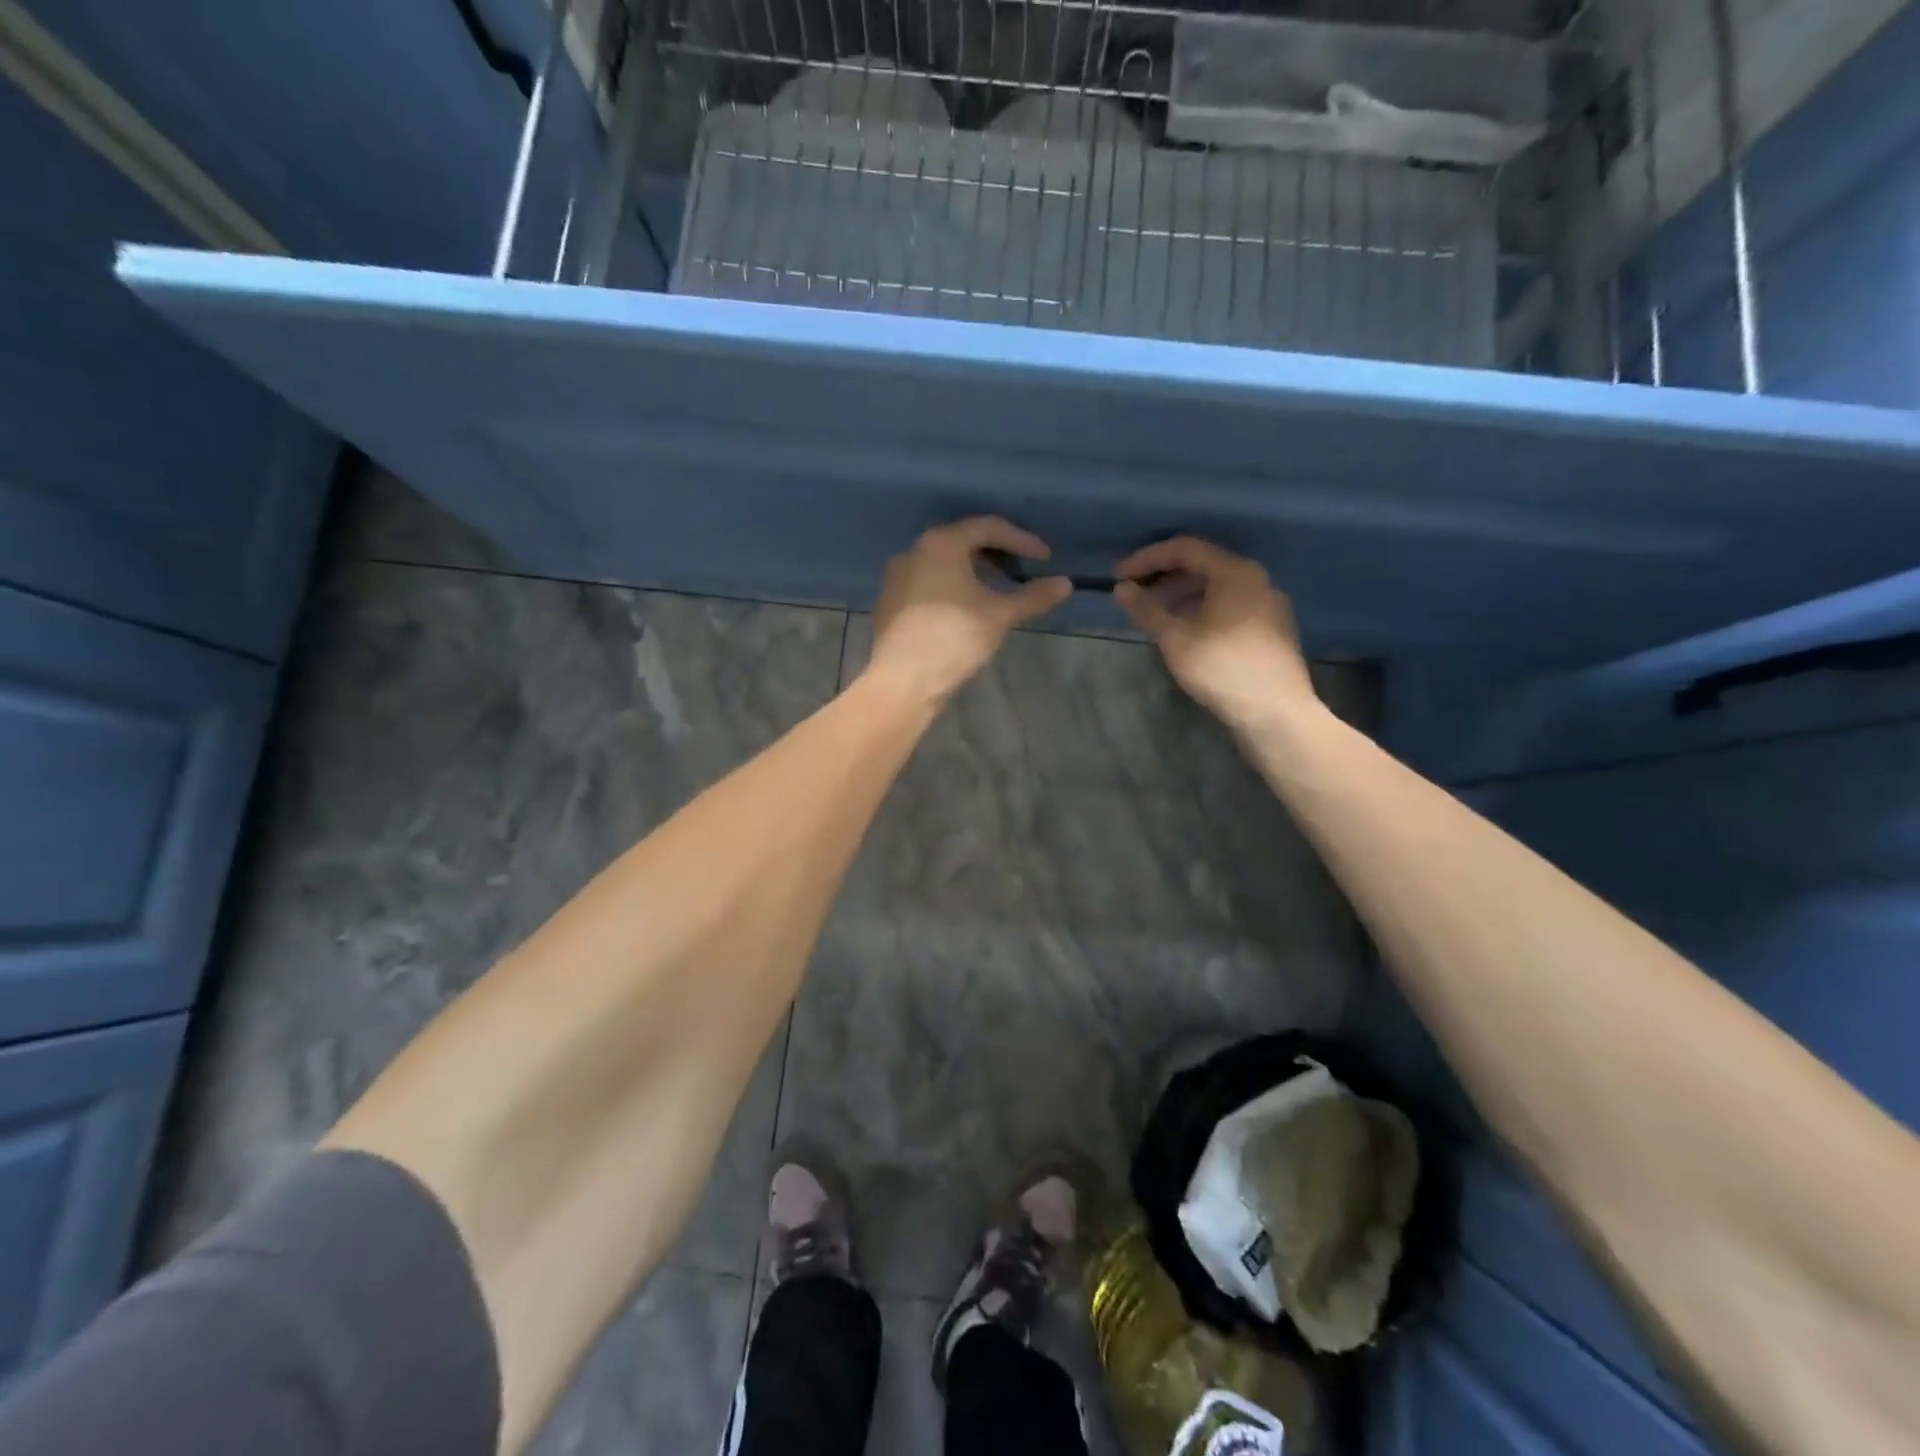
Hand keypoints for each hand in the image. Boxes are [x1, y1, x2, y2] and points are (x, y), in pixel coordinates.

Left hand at [865, 518, 1071, 705]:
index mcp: (941, 543)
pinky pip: (928, 583)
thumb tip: (1066, 584)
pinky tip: (967, 609)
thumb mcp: (1000, 615)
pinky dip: (953, 587)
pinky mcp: (890, 602)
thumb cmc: (953, 638)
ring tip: (998, 590)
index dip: (1022, 540)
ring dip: (974, 571)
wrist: (902, 681)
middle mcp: (914, 551)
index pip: (988, 527)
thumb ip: (1033, 596)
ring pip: (944, 564)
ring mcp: (897, 577)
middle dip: (997, 553)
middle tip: (1022, 570)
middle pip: (963, 541)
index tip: (1046, 558)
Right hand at [1113, 537, 1317, 731]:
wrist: (1275, 712)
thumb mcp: (1175, 637)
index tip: (1119, 577)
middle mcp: (1256, 580)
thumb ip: (1147, 609)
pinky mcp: (1271, 630)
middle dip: (1164, 578)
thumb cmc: (1221, 667)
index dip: (1147, 559)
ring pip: (1217, 589)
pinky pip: (1230, 607)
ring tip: (1155, 617)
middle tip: (1135, 596)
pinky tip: (1185, 633)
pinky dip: (1202, 611)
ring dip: (1182, 596)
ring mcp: (1268, 605)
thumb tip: (1121, 589)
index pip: (1185, 549)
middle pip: (1203, 566)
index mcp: (1235, 572)